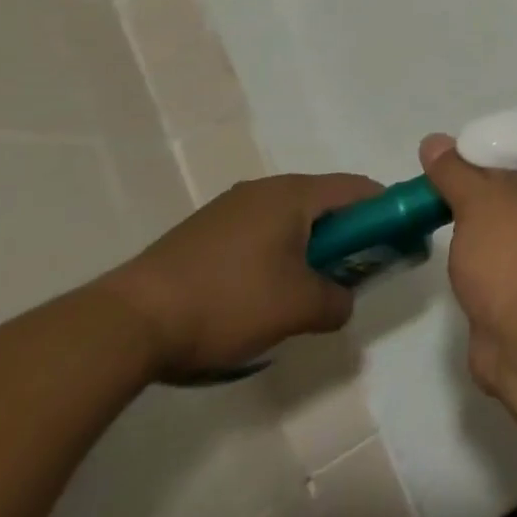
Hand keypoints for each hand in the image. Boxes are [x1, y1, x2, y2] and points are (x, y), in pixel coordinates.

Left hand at [99, 174, 383, 380]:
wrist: (121, 327)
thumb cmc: (226, 303)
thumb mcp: (298, 309)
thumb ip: (338, 301)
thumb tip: (343, 301)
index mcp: (296, 194)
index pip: (361, 189)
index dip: (386, 213)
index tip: (395, 243)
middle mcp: (266, 189)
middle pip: (325, 202)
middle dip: (346, 235)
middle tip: (352, 272)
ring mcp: (228, 208)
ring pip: (289, 219)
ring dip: (308, 246)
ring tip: (303, 289)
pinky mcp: (200, 233)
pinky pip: (257, 232)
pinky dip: (273, 254)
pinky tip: (258, 294)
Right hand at [419, 134, 516, 391]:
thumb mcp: (482, 203)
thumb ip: (457, 172)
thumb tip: (435, 141)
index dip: (494, 162)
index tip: (455, 164)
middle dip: (483, 201)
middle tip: (440, 195)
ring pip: (512, 240)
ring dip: (482, 239)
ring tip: (441, 226)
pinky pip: (506, 274)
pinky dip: (484, 271)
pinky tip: (457, 268)